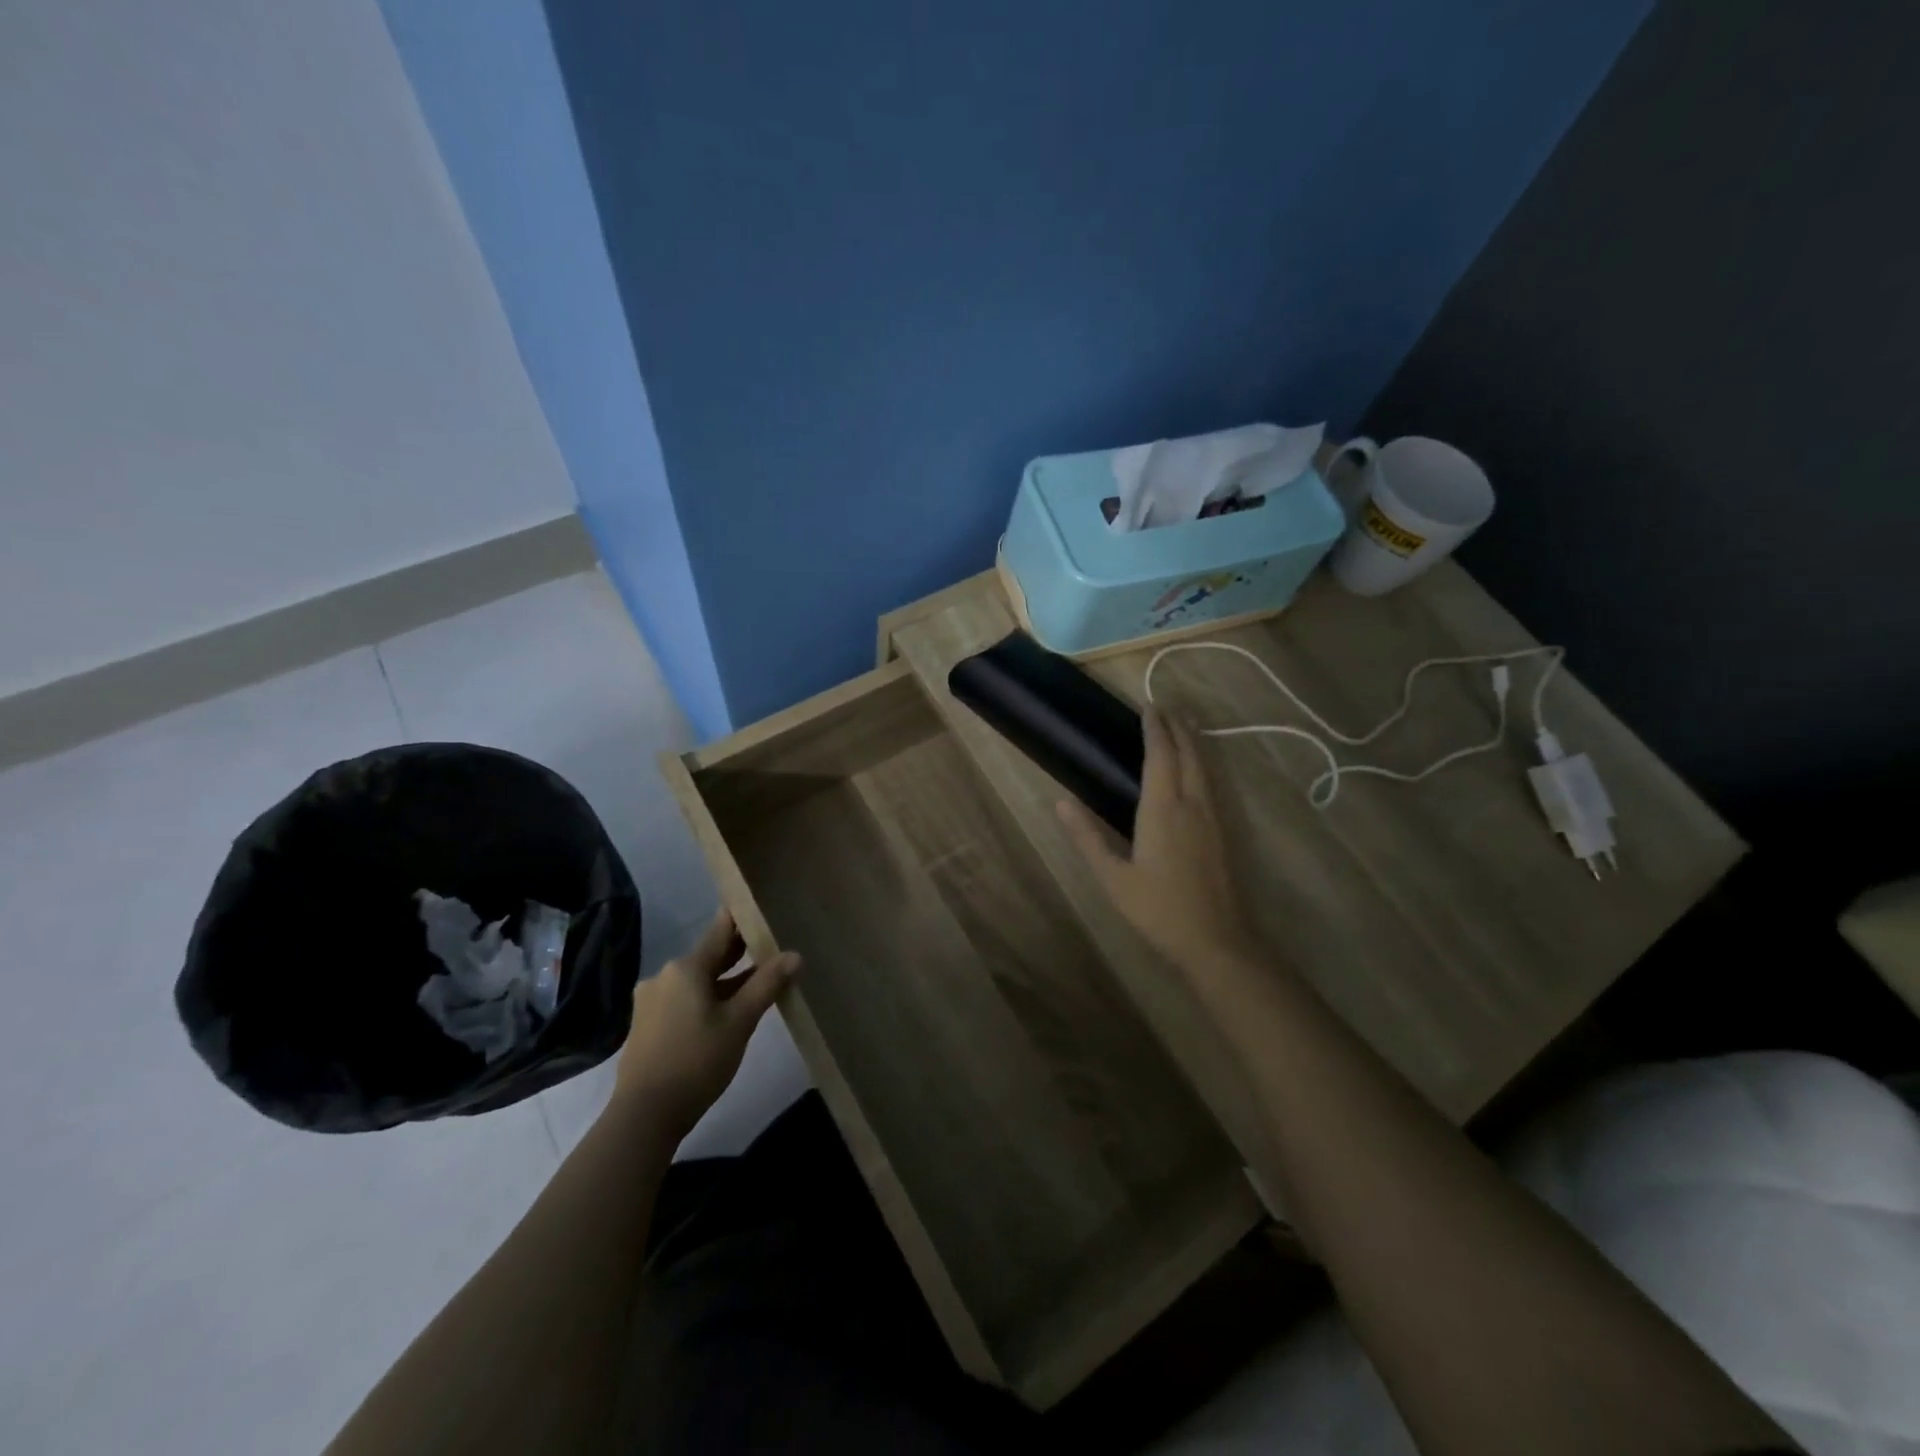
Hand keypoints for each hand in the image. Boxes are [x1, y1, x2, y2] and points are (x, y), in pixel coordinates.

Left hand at [611, 910, 799, 1141]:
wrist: (645, 1115)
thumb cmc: (697, 1061)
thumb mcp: (740, 1022)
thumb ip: (767, 984)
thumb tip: (795, 954)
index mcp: (686, 967)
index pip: (721, 930)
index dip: (743, 918)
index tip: (764, 908)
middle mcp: (665, 974)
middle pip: (709, 955)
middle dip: (739, 953)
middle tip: (771, 946)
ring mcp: (652, 1000)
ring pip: (697, 980)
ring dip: (725, 979)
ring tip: (756, 982)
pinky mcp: (647, 1023)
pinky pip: (684, 998)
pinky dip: (707, 998)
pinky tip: (726, 1011)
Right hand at [1057, 708, 1259, 973]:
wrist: (1215, 940)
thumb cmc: (1157, 909)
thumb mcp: (1113, 877)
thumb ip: (1087, 837)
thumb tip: (1061, 802)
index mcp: (1162, 810)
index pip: (1160, 757)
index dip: (1154, 729)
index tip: (1148, 706)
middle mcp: (1191, 805)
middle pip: (1188, 754)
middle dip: (1177, 727)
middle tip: (1165, 707)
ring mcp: (1211, 817)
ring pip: (1203, 767)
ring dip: (1192, 742)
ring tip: (1183, 725)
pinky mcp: (1221, 832)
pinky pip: (1210, 784)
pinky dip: (1200, 764)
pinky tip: (1196, 770)